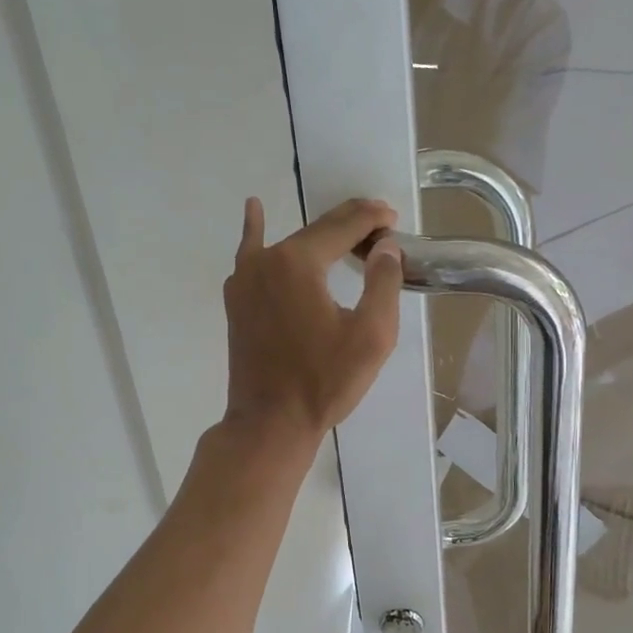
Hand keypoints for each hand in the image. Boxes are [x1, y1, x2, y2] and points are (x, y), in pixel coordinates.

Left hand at [223, 196, 402, 446]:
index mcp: (298, 262)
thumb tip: (385, 246)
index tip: (394, 220)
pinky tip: (254, 210)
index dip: (372, 219)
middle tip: (380, 227)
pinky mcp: (237, 299)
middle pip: (316, 230)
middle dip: (350, 225)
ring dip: (320, 235)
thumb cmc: (324, 382)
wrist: (270, 423)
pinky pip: (252, 255)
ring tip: (347, 231)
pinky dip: (256, 231)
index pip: (343, 226)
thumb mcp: (371, 335)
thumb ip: (383, 282)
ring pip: (289, 243)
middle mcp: (266, 259)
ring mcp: (245, 278)